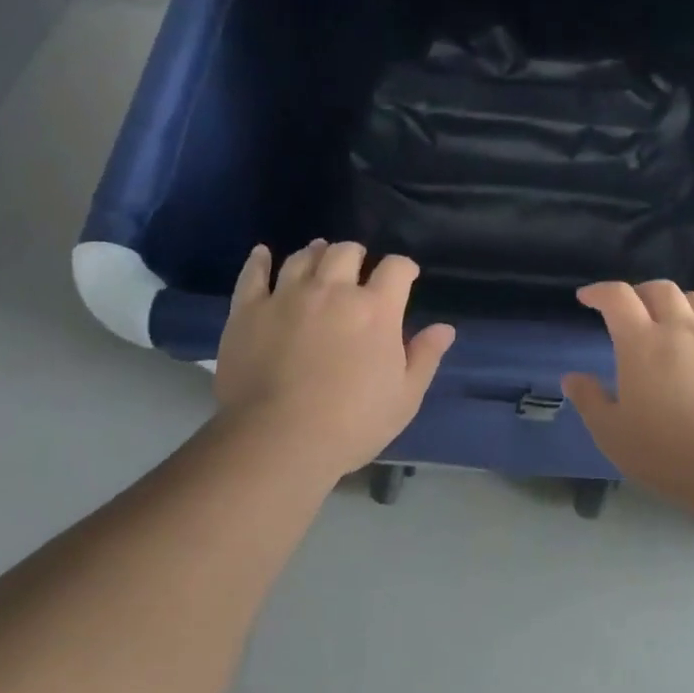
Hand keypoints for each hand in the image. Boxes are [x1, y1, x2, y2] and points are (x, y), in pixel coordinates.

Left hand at [210, 240, 455, 481]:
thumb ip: (425, 357)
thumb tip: (445, 328)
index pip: (395, 268)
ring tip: (318, 256)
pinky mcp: (248, 310)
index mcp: (375, 309)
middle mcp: (332, 290)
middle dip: (357, 255)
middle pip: (346, 252)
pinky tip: (263, 254)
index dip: (403, 268)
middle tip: (358, 269)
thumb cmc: (351, 424)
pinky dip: (259, 261)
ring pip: (303, 258)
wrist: (277, 441)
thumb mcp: (404, 398)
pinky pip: (253, 274)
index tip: (405, 277)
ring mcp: (287, 297)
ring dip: (316, 253)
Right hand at [562, 281, 693, 513]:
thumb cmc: (668, 453)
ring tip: (672, 319)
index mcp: (642, 343)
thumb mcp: (612, 434)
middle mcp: (682, 329)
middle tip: (631, 310)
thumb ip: (589, 400)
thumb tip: (572, 377)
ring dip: (679, 302)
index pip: (617, 297)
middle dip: (640, 293)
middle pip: (660, 289)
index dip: (599, 291)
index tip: (587, 298)